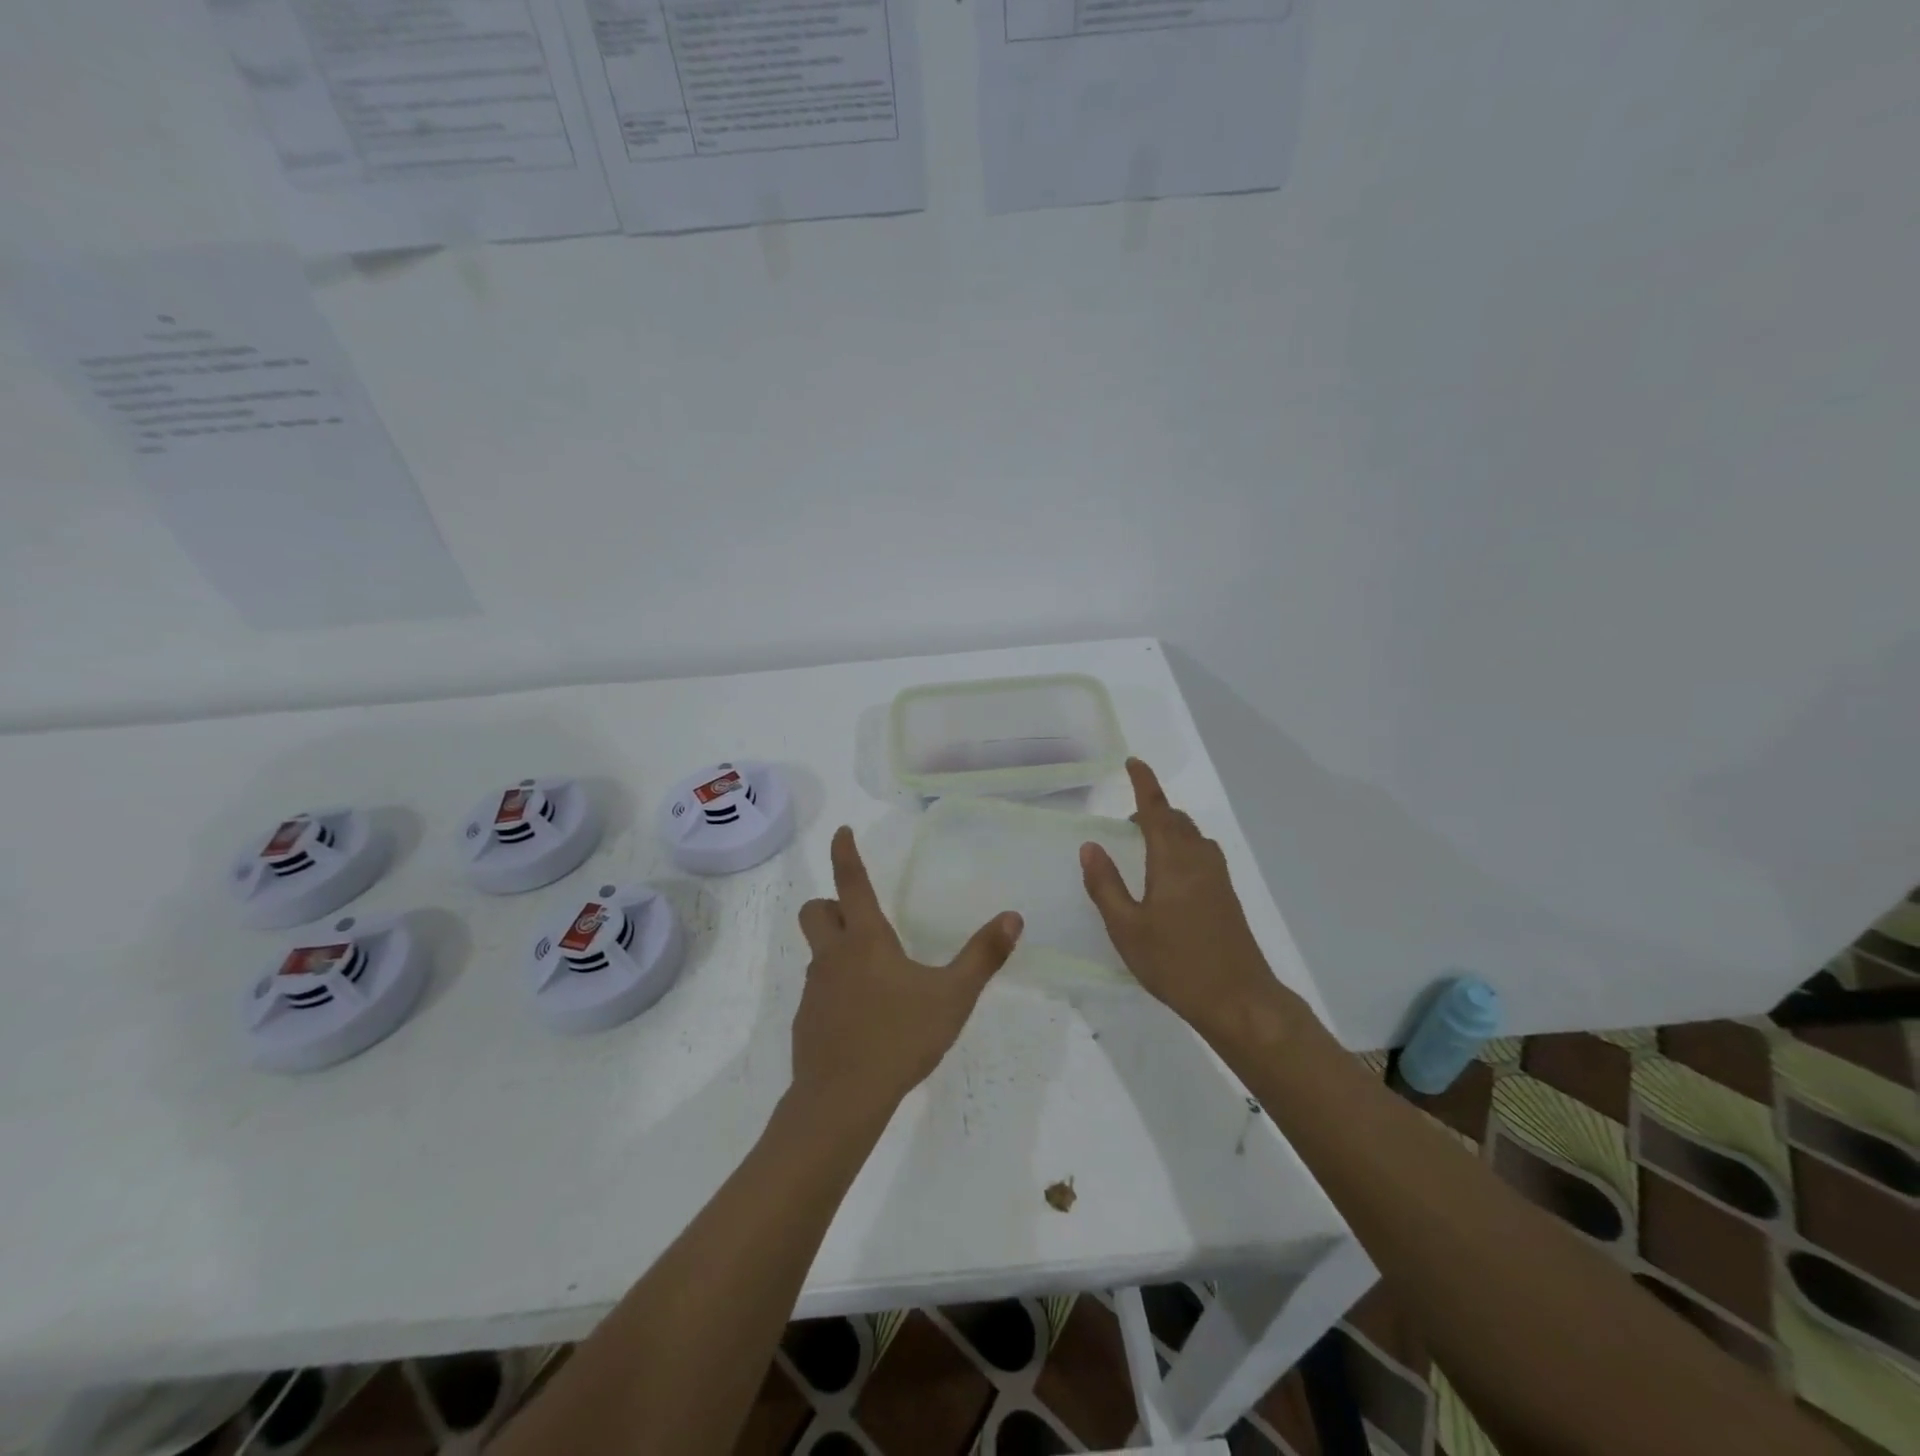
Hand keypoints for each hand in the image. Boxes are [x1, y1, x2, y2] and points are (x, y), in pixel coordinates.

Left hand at [792, 826, 1022, 1122]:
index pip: (851, 882)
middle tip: (856, 915)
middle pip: (815, 911)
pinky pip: (818, 989)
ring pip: (817, 952)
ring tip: (874, 976)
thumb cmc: (899, 1038)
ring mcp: (814, 989)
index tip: (840, 831)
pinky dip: (836, 989)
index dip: (845, 854)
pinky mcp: (806, 1021)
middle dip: (830, 903)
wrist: (842, 1100)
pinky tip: (862, 1018)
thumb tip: (1013, 917)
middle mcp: (833, 956)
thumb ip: (983, 956)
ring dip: (836, 949)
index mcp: (866, 939)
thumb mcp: (952, 997)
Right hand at [1080, 759, 1288, 1046]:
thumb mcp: (1126, 928)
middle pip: (1175, 820)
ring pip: (1191, 836)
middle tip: (1127, 823)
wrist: (1239, 999)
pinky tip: (1169, 875)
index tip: (1133, 762)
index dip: (1144, 783)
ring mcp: (1217, 877)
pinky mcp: (1226, 895)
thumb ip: (1105, 885)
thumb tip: (1090, 846)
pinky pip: (1201, 854)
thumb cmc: (1175, 963)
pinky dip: (1181, 847)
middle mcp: (1199, 859)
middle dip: (1152, 810)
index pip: (1155, 810)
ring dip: (1168, 829)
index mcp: (1173, 860)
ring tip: (1144, 845)